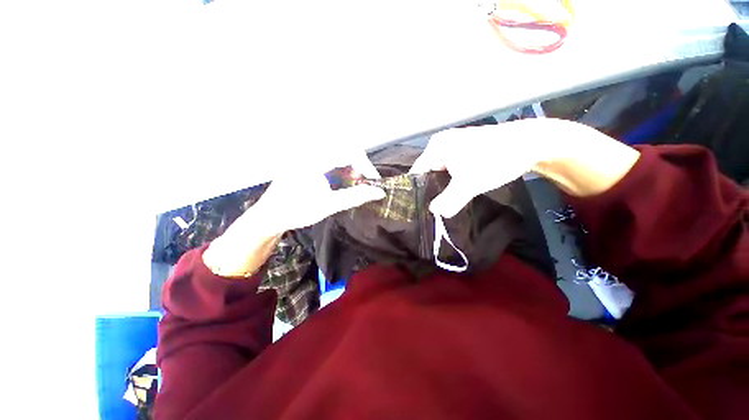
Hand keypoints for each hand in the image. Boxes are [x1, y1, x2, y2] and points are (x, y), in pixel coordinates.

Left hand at [203, 151, 384, 277]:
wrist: (270, 216)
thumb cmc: (297, 211)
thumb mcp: (329, 205)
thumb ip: (355, 197)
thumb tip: (379, 193)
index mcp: (315, 159)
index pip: (349, 151)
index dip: (366, 165)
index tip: (374, 182)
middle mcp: (311, 151)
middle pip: (345, 149)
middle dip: (359, 166)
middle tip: (364, 183)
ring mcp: (308, 155)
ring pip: (338, 153)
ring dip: (350, 167)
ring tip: (353, 185)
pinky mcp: (307, 161)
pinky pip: (330, 158)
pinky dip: (341, 169)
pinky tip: (340, 183)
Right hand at [409, 119, 639, 217]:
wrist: (531, 144)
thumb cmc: (494, 159)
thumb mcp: (469, 184)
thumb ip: (449, 201)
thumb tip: (435, 214)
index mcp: (435, 147)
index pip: (417, 172)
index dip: (417, 190)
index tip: (418, 208)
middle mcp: (441, 145)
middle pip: (428, 173)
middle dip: (431, 191)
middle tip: (432, 209)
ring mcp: (453, 148)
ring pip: (441, 174)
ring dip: (443, 188)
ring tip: (443, 204)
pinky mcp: (464, 152)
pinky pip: (452, 171)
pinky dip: (453, 183)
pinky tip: (455, 194)